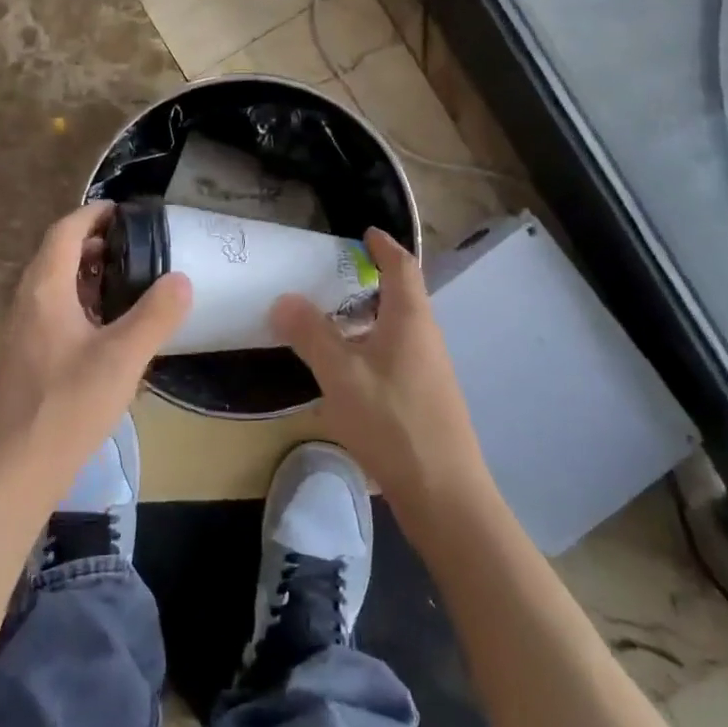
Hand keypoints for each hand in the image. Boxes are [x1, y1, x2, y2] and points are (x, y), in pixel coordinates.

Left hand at [0, 202, 191, 513]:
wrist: (12, 472)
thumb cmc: (66, 407)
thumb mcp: (122, 359)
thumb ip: (155, 316)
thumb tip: (181, 279)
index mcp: (45, 290)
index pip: (64, 231)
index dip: (93, 214)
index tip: (124, 211)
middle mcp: (27, 302)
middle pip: (56, 255)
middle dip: (93, 243)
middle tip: (135, 247)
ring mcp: (22, 332)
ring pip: (54, 286)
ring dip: (87, 275)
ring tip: (128, 282)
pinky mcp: (26, 359)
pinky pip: (53, 313)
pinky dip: (81, 304)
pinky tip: (107, 330)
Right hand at [270, 228, 486, 514]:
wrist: (444, 493)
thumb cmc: (392, 422)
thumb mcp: (341, 374)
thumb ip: (311, 334)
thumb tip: (284, 299)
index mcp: (410, 319)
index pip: (402, 267)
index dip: (384, 247)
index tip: (365, 233)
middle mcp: (425, 337)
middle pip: (401, 296)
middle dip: (371, 281)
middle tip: (332, 276)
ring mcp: (429, 370)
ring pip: (397, 329)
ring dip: (368, 317)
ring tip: (330, 320)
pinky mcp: (425, 398)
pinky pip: (395, 354)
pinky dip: (370, 346)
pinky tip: (346, 369)